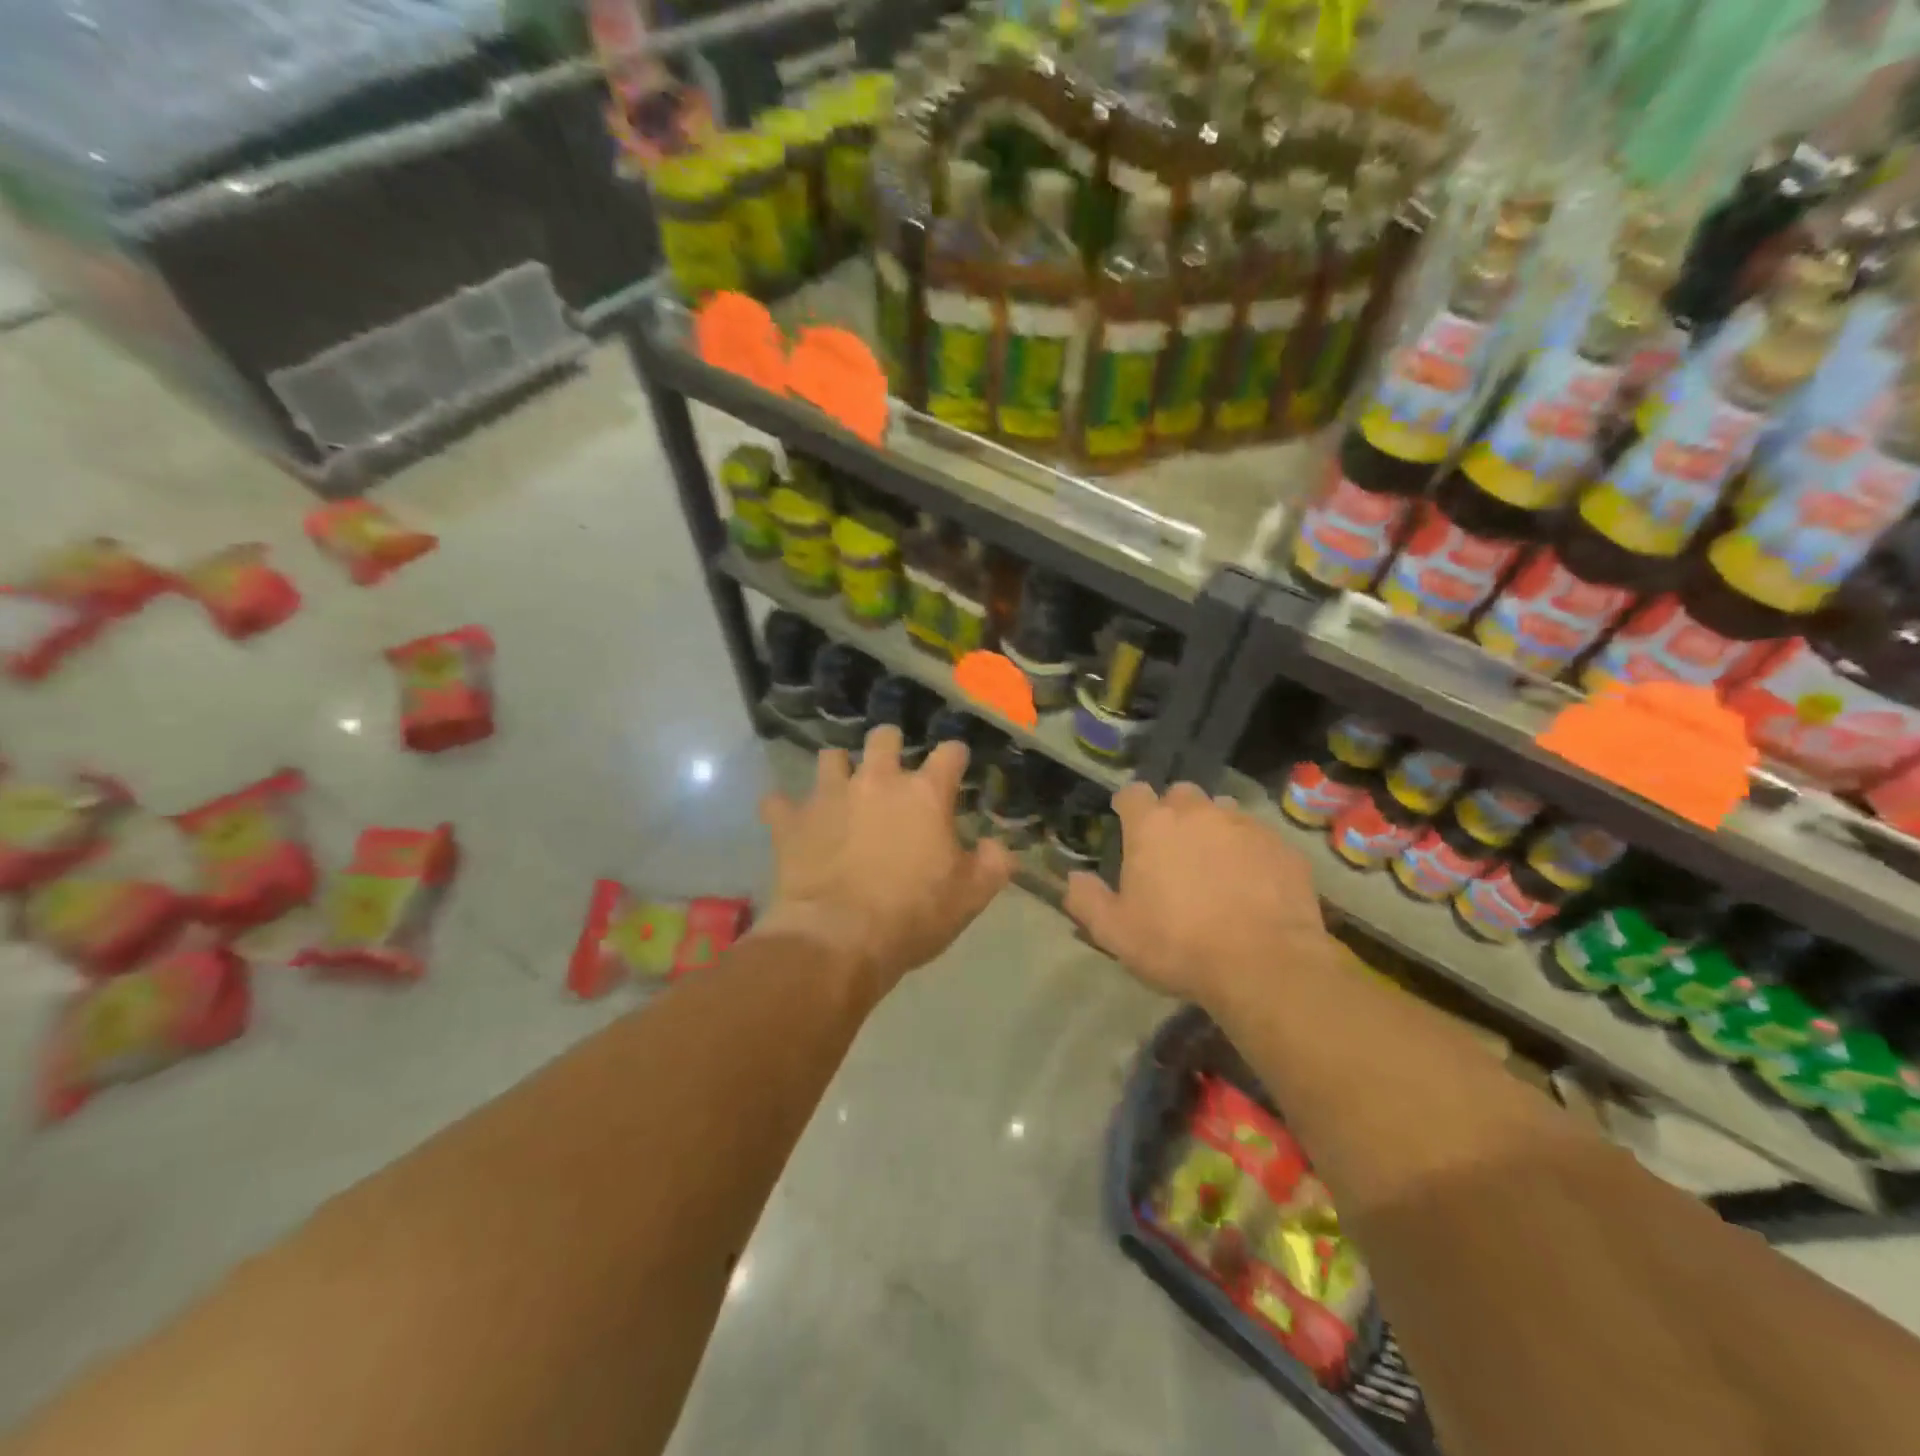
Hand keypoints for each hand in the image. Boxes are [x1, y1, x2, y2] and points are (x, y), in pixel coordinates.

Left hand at [757, 725, 1012, 997]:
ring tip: (841, 792)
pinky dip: (785, 809)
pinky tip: (791, 822)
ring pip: (830, 757)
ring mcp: (829, 796)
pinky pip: (778, 802)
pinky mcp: (791, 821)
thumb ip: (991, 864)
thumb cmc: (912, 915)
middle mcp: (876, 781)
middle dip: (890, 746)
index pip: (949, 753)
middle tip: (893, 771)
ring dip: (838, 770)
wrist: (838, 939)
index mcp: (924, 794)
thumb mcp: (969, 897)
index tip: (956, 766)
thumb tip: (998, 847)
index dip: (955, 757)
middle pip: (884, 737)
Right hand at [1063, 782, 1332, 1006]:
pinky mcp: (1281, 846)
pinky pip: (1259, 837)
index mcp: (1151, 826)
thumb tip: (1073, 877)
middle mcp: (1197, 813)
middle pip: (1180, 794)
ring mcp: (1243, 825)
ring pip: (1223, 811)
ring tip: (1216, 865)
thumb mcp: (1115, 932)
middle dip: (1174, 813)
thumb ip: (1087, 899)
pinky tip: (1252, 884)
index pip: (1132, 793)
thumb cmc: (1177, 945)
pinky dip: (1250, 852)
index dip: (1128, 807)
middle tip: (1173, 849)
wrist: (1263, 964)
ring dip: (1214, 828)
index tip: (1127, 824)